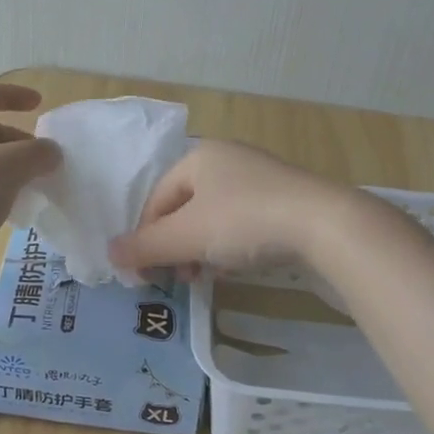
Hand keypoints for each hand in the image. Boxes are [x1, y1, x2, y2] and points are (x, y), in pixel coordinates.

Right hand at [107, 139, 356, 278]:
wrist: (325, 224)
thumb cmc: (245, 221)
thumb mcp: (187, 236)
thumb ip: (145, 246)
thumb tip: (109, 253)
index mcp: (199, 155)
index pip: (157, 197)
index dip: (145, 236)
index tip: (146, 273)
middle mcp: (228, 159)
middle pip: (185, 207)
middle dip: (176, 245)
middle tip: (178, 277)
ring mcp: (260, 177)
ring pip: (215, 216)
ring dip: (202, 248)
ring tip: (205, 276)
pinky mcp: (286, 199)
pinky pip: (244, 221)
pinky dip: (231, 244)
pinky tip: (237, 265)